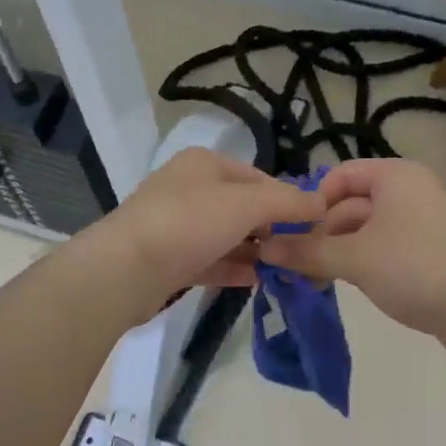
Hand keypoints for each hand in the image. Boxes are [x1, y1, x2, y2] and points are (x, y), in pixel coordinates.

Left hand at [75, 148, 324, 321]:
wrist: (124, 270)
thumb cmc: (188, 224)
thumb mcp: (246, 204)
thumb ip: (287, 202)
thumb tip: (321, 202)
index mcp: (204, 164)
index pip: (258, 177)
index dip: (287, 199)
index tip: (312, 226)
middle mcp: (188, 188)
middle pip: (242, 207)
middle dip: (272, 228)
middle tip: (301, 253)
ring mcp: (176, 225)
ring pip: (226, 235)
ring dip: (255, 251)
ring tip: (286, 270)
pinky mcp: (169, 259)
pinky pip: (210, 260)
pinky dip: (234, 268)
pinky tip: (257, 281)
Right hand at [258, 158, 445, 334]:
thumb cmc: (411, 268)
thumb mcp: (352, 258)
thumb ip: (305, 251)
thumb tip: (263, 249)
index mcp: (395, 176)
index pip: (339, 176)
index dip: (311, 201)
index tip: (291, 231)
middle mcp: (407, 188)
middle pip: (349, 203)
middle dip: (320, 231)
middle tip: (292, 260)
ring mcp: (418, 218)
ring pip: (362, 227)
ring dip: (334, 248)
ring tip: (309, 276)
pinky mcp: (423, 246)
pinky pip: (380, 243)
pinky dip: (356, 257)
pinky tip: (335, 280)